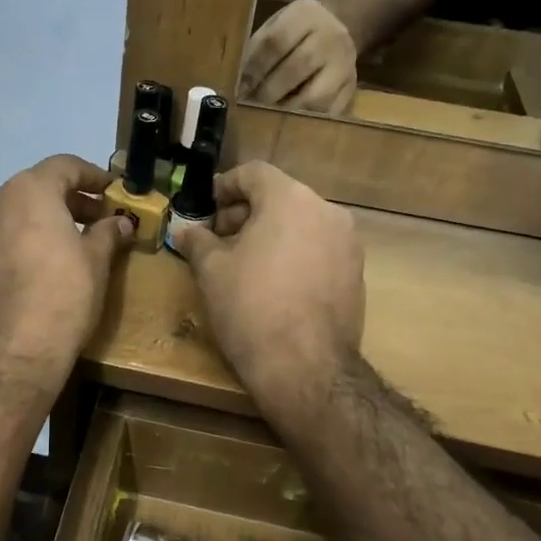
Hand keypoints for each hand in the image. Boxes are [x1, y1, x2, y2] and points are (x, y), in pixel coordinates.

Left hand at [0, 154, 133, 386]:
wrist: (10, 354)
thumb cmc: (63, 298)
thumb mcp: (96, 263)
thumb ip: (108, 233)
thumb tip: (120, 222)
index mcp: (29, 190)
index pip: (65, 166)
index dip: (92, 176)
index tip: (110, 193)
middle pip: (32, 190)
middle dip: (62, 203)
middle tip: (88, 225)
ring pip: (3, 217)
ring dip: (28, 225)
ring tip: (49, 253)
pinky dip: (2, 250)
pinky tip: (17, 276)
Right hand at [172, 162, 364, 416]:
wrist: (306, 367)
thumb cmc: (250, 307)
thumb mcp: (212, 271)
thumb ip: (197, 241)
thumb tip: (183, 229)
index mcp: (290, 199)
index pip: (254, 173)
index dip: (225, 186)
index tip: (207, 208)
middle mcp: (326, 212)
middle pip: (280, 197)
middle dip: (247, 213)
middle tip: (219, 239)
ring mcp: (348, 244)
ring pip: (302, 224)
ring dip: (272, 234)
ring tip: (244, 263)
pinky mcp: (357, 274)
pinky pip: (319, 250)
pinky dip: (295, 255)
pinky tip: (274, 285)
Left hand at [239, 0, 358, 114]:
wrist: (338, 25)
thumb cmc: (294, 32)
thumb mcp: (274, 27)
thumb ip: (257, 50)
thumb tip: (239, 85)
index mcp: (304, 16)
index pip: (276, 42)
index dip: (255, 68)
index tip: (240, 89)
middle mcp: (330, 37)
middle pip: (297, 67)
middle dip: (269, 92)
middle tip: (251, 107)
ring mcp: (346, 64)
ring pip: (317, 96)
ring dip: (289, 111)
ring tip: (270, 119)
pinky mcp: (352, 88)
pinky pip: (331, 112)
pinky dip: (308, 123)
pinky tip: (290, 125)